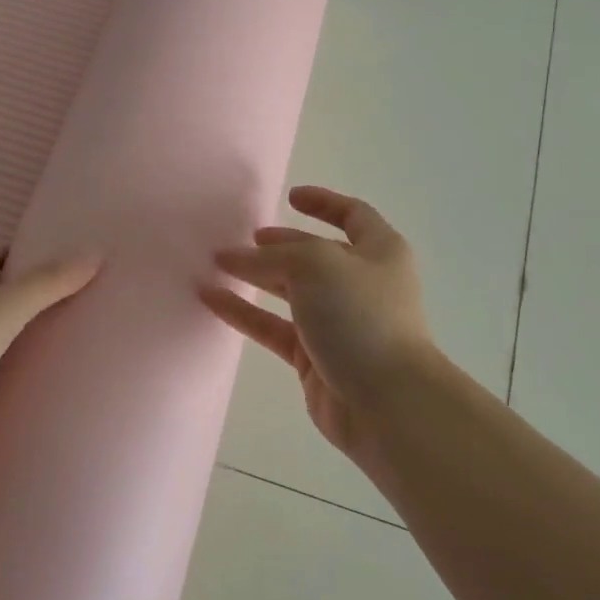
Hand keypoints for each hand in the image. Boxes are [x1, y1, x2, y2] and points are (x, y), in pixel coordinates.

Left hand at [0, 247, 101, 479]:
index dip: (35, 263)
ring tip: (43, 350)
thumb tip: (94, 252)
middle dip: (22, 299)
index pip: (1, 255)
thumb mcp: (0, 314)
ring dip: (1, 333)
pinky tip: (2, 380)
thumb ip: (47, 284)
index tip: (70, 280)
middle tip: (66, 316)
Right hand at [200, 186, 434, 455]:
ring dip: (256, 278)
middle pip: (314, 254)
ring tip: (217, 266)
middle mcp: (361, 283)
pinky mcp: (316, 357)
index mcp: (379, 251)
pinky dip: (246, 313)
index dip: (324, 203)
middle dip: (279, 245)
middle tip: (241, 240)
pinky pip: (275, 327)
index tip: (290, 196)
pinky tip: (212, 300)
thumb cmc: (361, 316)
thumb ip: (273, 255)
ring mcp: (339, 322)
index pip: (353, 215)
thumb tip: (233, 257)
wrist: (387, 402)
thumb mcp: (317, 265)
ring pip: (291, 292)